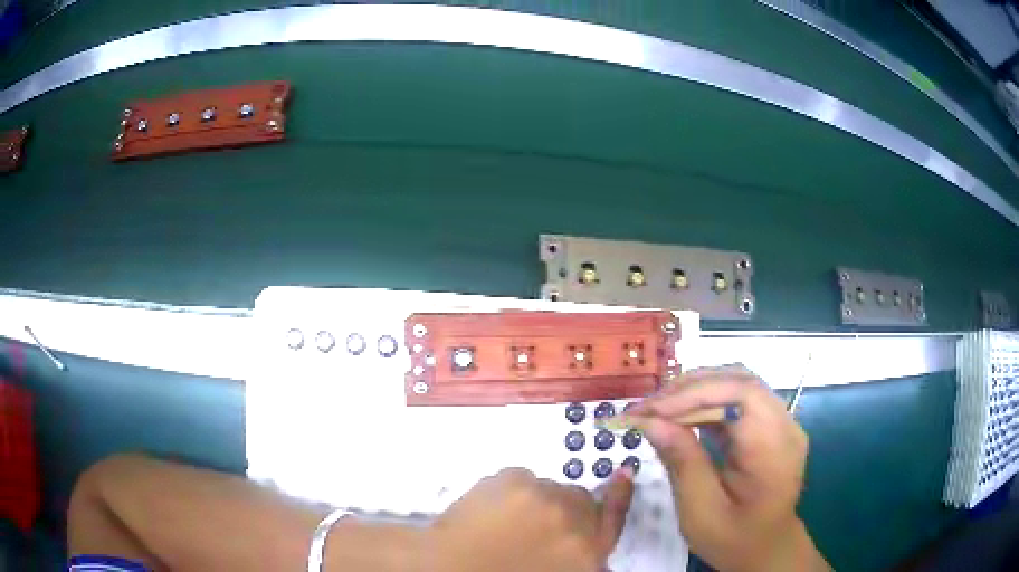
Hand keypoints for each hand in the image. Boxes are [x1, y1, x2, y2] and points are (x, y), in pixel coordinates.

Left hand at [430, 467, 633, 571]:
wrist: (448, 568)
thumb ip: (576, 557)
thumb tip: (579, 541)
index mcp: (586, 554)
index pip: (612, 520)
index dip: (619, 496)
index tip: (623, 476)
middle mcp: (575, 522)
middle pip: (580, 500)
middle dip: (563, 509)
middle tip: (532, 524)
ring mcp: (545, 498)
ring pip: (548, 487)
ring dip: (534, 500)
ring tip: (503, 520)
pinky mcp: (515, 480)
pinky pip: (520, 477)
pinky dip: (508, 490)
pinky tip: (488, 510)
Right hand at [622, 365, 829, 571]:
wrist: (765, 549)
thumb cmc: (733, 538)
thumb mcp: (701, 511)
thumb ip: (681, 462)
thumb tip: (649, 421)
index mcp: (775, 448)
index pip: (742, 394)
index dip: (694, 393)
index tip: (650, 411)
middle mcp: (785, 425)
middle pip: (739, 382)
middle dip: (690, 388)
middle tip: (647, 407)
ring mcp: (780, 422)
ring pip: (737, 385)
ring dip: (695, 392)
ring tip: (657, 409)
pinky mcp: (769, 425)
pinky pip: (737, 401)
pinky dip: (705, 403)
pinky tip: (680, 416)